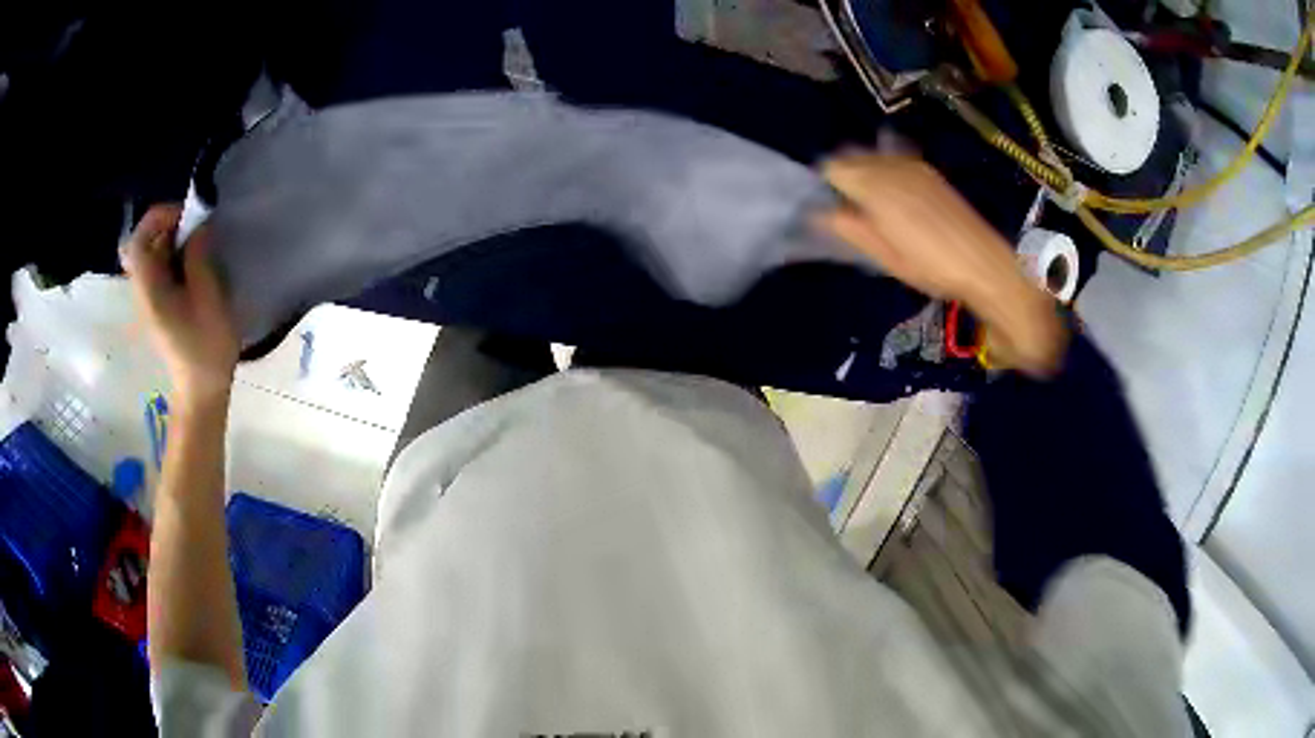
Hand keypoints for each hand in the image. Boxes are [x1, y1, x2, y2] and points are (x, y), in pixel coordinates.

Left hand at [122, 205, 239, 408]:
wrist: (201, 391)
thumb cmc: (207, 347)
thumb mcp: (209, 298)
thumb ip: (199, 257)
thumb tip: (197, 228)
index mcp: (150, 290)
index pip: (137, 241)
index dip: (158, 217)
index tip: (185, 215)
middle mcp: (142, 292)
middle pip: (142, 244)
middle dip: (167, 227)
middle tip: (194, 229)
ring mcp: (148, 301)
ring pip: (150, 255)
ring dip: (172, 242)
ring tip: (198, 247)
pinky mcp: (156, 307)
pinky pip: (157, 270)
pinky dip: (172, 258)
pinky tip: (193, 267)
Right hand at [817, 152, 1066, 376]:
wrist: (985, 264)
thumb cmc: (931, 268)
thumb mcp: (885, 257)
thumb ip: (849, 228)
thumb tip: (818, 213)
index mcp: (875, 187)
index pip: (832, 167)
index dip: (824, 184)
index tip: (826, 205)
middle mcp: (891, 166)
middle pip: (851, 156)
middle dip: (843, 174)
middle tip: (846, 207)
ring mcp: (912, 165)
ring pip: (873, 155)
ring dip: (864, 171)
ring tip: (871, 203)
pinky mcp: (929, 171)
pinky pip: (894, 159)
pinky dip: (884, 170)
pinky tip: (896, 197)